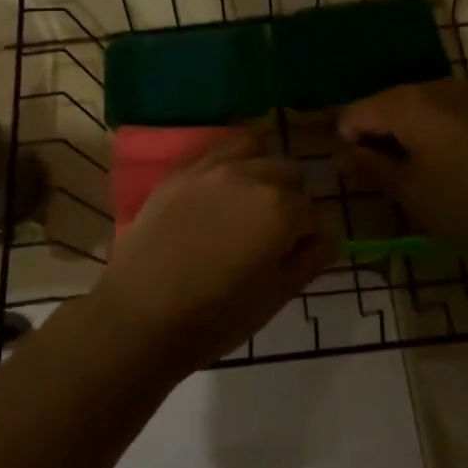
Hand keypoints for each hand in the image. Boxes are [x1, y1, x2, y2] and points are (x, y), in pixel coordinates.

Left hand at [96, 130, 331, 372]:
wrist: (140, 315)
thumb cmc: (215, 317)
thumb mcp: (277, 297)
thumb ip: (311, 259)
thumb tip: (327, 235)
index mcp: (282, 209)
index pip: (316, 214)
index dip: (310, 238)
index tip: (294, 257)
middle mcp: (251, 175)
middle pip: (289, 174)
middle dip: (290, 199)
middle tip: (270, 234)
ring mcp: (212, 168)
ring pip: (256, 150)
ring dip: (261, 171)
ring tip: (247, 202)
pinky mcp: (180, 172)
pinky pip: (217, 152)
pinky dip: (229, 164)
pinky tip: (219, 190)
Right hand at [338, 79, 467, 251]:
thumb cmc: (463, 199)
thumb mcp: (408, 190)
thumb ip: (371, 168)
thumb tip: (345, 155)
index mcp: (403, 103)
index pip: (354, 113)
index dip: (348, 142)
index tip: (359, 174)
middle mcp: (428, 87)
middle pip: (383, 104)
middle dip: (375, 135)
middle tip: (382, 175)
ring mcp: (459, 93)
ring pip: (413, 107)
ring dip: (403, 133)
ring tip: (412, 171)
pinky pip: (439, 111)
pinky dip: (429, 130)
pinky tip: (441, 162)